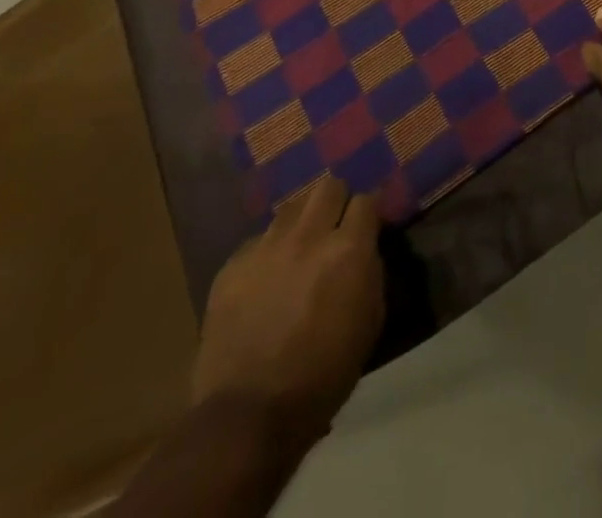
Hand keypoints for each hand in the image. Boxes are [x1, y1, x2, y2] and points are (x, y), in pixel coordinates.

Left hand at [191, 177, 384, 441]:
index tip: (369, 224)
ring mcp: (266, 249)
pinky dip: (267, 253)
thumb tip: (365, 249)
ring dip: (301, 222)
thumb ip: (370, 271)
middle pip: (328, 186)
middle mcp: (309, 236)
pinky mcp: (231, 268)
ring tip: (299, 247)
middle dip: (336, 201)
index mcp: (349, 248)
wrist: (249, 415)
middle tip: (335, 226)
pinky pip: (256, 241)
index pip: (368, 198)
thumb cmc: (325, 372)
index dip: (370, 210)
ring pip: (290, 207)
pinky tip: (266, 279)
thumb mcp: (370, 319)